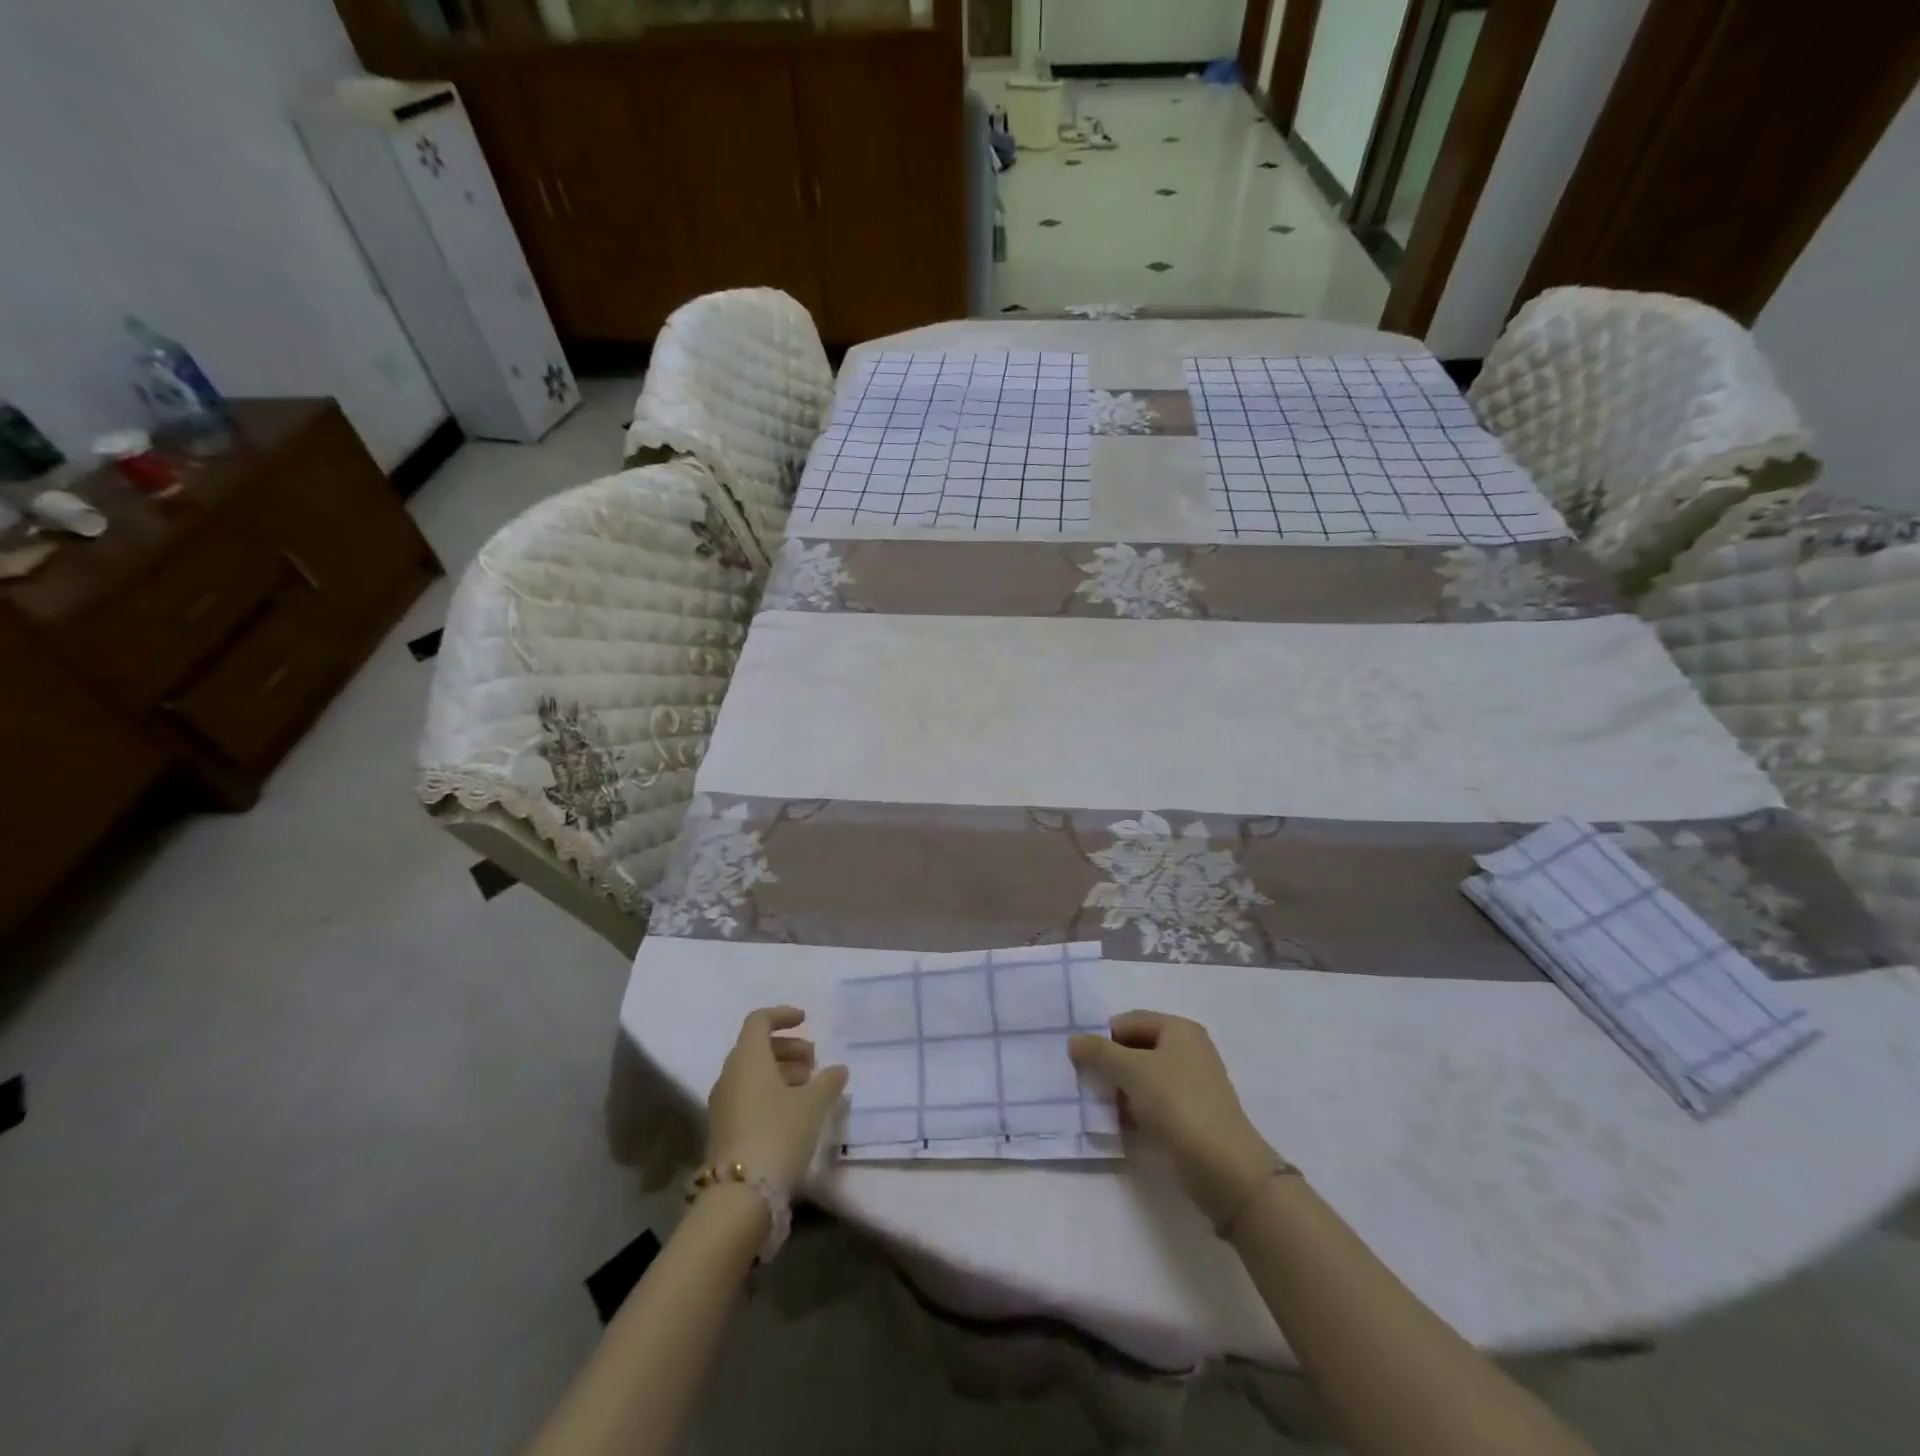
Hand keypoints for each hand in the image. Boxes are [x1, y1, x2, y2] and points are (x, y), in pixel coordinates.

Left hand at [706, 1006, 848, 1193]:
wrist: (739, 1197)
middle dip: (787, 1048)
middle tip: (814, 1061)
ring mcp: (722, 1105)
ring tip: (809, 1087)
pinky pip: (747, 1096)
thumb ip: (828, 1081)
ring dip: (780, 1072)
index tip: (806, 1020)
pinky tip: (793, 1112)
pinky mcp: (723, 1130)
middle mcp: (729, 1076)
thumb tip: (838, 1069)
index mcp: (748, 1059)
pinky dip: (770, 1093)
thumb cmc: (778, 1134)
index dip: (782, 1015)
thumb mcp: (812, 1105)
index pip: (759, 1021)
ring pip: (752, 1074)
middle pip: (756, 1048)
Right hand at [1069, 1011, 1281, 1227]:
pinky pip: (1155, 1102)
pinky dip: (1136, 1109)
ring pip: (1144, 1078)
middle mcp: (1188, 1050)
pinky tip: (1121, 1125)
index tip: (1079, 1060)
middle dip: (1110, 1065)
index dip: (1102, 1037)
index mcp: (1179, 1029)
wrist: (1223, 1166)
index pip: (1129, 1021)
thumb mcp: (1132, 1070)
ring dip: (1121, 1090)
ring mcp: (1193, 1084)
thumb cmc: (1176, 1103)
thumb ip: (1099, 1052)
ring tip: (1101, 1108)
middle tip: (1086, 1083)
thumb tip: (1074, 1040)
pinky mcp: (1193, 1115)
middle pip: (1136, 1049)